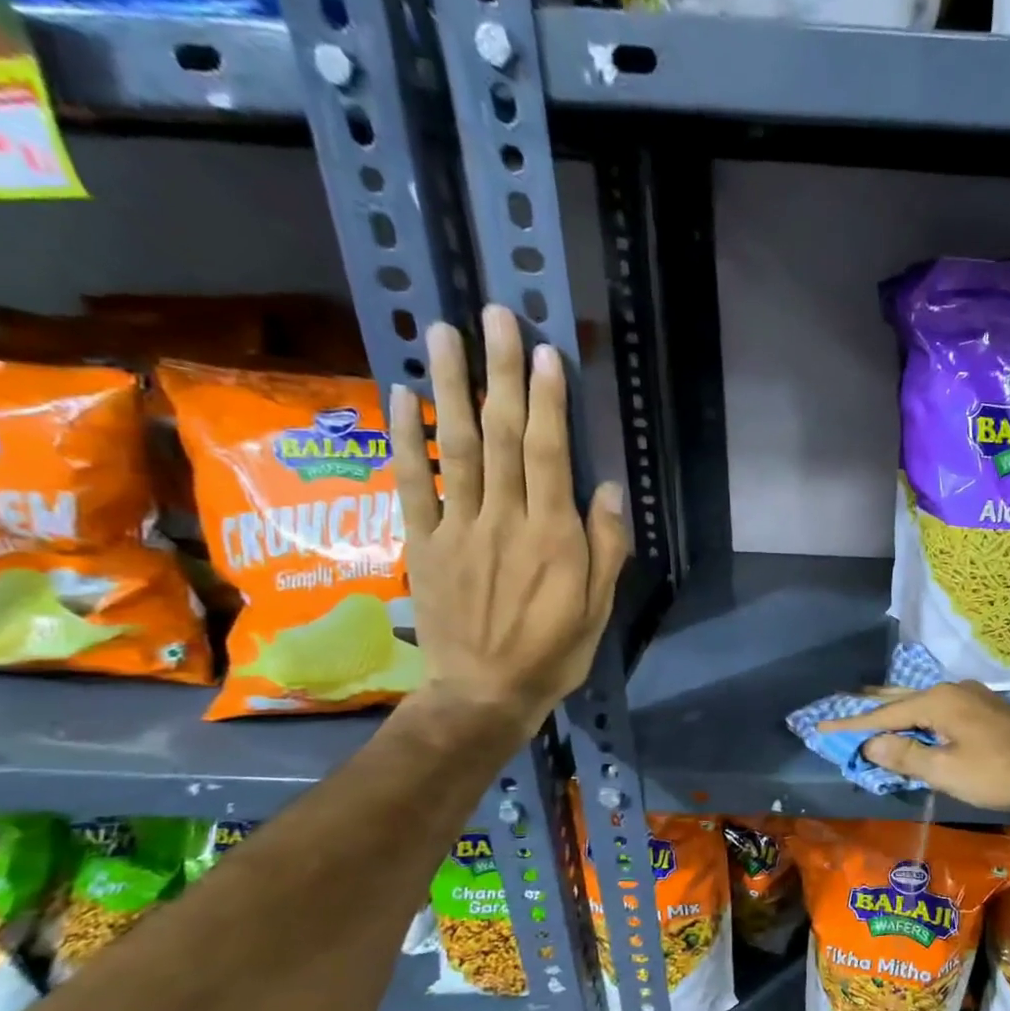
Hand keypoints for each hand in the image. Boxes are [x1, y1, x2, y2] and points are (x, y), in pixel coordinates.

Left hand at [392, 305, 628, 739]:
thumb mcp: (598, 609)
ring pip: (455, 447)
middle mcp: (503, 520)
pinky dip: (407, 438)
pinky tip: (403, 394)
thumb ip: (605, 547)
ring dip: (451, 387)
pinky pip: (414, 483)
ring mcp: (457, 527)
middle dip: (501, 373)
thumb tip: (606, 488)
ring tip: (445, 334)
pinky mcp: (424, 542)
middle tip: (496, 316)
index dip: (546, 401)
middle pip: (500, 436)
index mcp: (552, 537)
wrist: (483, 694)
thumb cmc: (552, 652)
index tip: (545, 353)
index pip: (547, 454)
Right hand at [819, 680, 1009, 817]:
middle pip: (900, 698)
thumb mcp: (947, 770)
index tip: (821, 725)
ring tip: (871, 709)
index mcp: (937, 701)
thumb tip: (871, 743)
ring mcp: (971, 698)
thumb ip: (906, 755)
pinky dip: (918, 717)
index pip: (883, 713)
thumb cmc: (999, 772)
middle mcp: (951, 691)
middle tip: (841, 703)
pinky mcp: (985, 711)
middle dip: (870, 705)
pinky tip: (917, 723)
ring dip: (895, 710)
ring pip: (921, 702)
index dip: (851, 723)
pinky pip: (938, 710)